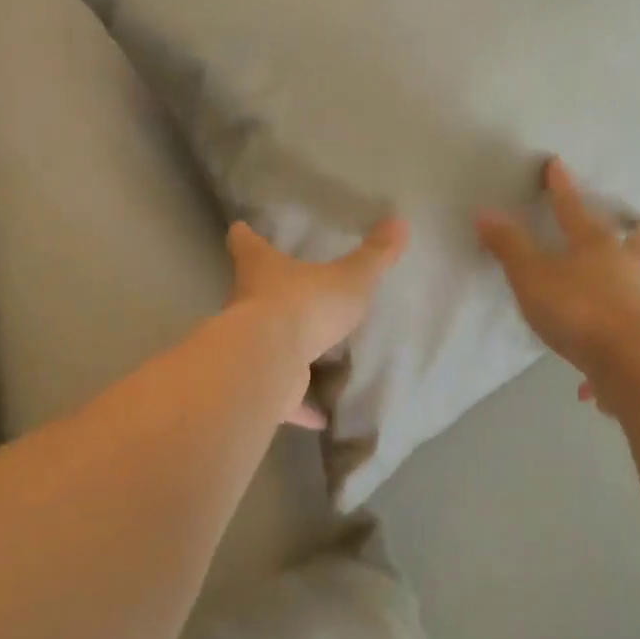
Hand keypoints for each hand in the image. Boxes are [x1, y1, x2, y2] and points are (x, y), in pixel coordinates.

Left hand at [226, 216, 409, 427]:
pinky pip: (284, 397)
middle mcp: (247, 306)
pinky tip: (321, 417)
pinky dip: (300, 406)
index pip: (246, 244)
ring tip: (308, 355)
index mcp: (262, 270)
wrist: (271, 362)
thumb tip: (399, 221)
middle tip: (288, 293)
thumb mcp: (349, 278)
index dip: (244, 235)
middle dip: (265, 294)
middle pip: (250, 294)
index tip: (240, 229)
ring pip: (264, 346)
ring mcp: (251, 348)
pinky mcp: (262, 386)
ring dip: (282, 351)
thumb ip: (374, 256)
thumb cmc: (305, 305)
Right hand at [476, 157, 639, 409]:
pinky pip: (627, 330)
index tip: (555, 164)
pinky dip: (612, 337)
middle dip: (626, 228)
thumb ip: (509, 246)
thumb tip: (485, 212)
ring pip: (638, 278)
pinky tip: (591, 376)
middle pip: (631, 237)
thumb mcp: (532, 275)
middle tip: (624, 224)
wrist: (633, 362)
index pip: (571, 208)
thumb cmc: (578, 308)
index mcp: (594, 244)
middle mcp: (624, 266)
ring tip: (615, 282)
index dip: (560, 186)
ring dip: (627, 276)